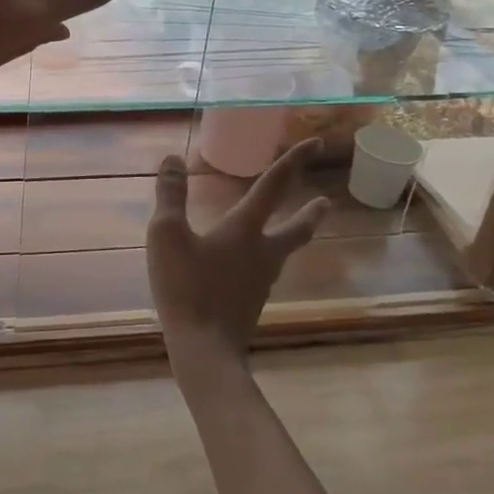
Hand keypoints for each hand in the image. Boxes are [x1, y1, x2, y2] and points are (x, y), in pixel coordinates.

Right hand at [147, 139, 328, 375]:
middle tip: (327, 203)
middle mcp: (262, 252)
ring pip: (282, 251)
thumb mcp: (167, 235)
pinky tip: (252, 265)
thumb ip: (170, 196)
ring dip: (292, 235)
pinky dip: (266, 257)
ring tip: (293, 229)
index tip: (315, 143)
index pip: (273, 187)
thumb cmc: (186, 288)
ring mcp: (260, 281)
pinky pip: (264, 270)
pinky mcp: (251, 302)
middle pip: (294, 229)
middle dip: (309, 214)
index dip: (294, 162)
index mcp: (245, 230)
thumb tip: (173, 158)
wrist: (204, 351)